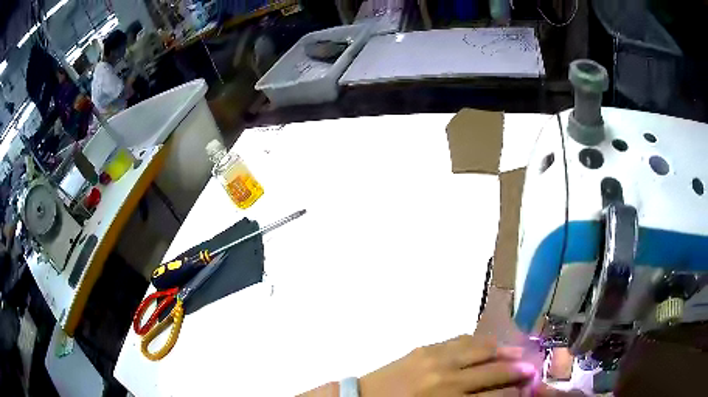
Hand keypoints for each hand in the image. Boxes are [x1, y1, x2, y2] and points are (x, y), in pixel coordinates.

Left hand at [359, 335, 536, 396]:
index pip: (494, 396)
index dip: (514, 392)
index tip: (527, 389)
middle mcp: (447, 378)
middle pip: (493, 371)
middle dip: (516, 371)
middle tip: (533, 370)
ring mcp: (435, 358)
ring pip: (480, 349)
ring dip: (503, 351)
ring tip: (519, 353)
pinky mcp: (424, 348)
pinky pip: (459, 340)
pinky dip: (478, 342)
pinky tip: (489, 344)